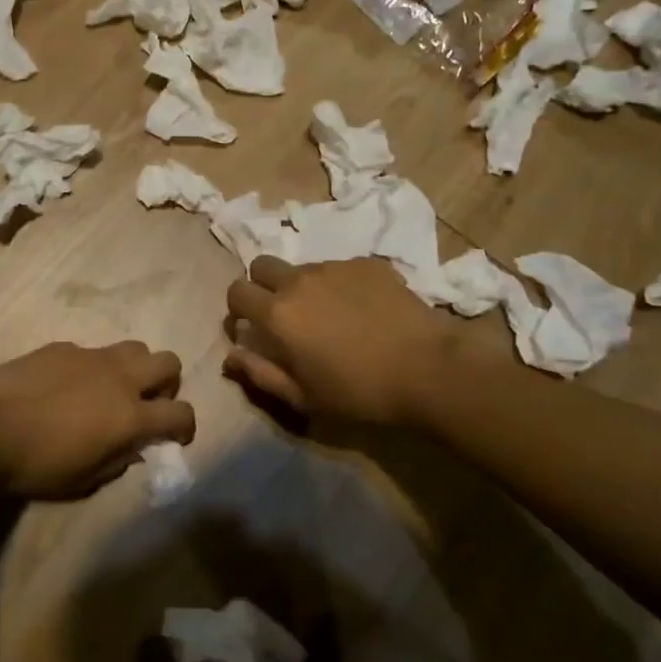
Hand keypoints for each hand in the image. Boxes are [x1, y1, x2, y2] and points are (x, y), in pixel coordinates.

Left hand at [0, 341, 193, 498]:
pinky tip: (66, 386)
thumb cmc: (36, 465)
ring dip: (135, 369)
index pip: (181, 413)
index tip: (176, 437)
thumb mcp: (83, 481)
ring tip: (111, 390)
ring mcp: (92, 356)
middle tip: (145, 405)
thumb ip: (117, 462)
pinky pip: (93, 351)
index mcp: (130, 415)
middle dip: (167, 384)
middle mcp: (120, 378)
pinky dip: (92, 368)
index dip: (186, 426)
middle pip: (168, 363)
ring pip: (135, 347)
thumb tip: (132, 448)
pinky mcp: (64, 347)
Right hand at [224, 257, 453, 427]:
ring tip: (332, 316)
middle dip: (262, 285)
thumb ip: (260, 373)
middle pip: (261, 265)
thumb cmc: (359, 392)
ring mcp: (334, 267)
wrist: (428, 368)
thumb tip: (231, 355)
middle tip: (284, 315)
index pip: (236, 292)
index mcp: (277, 313)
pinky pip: (339, 268)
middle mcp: (299, 280)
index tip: (252, 328)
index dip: (238, 309)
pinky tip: (364, 310)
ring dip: (303, 287)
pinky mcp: (366, 264)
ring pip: (302, 267)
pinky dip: (340, 285)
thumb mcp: (303, 397)